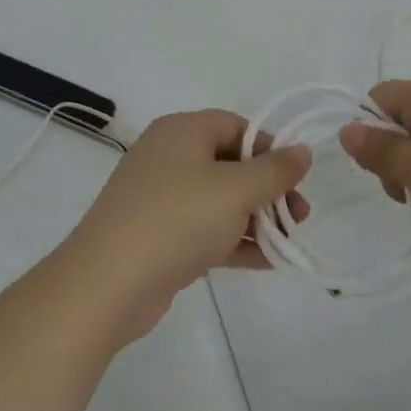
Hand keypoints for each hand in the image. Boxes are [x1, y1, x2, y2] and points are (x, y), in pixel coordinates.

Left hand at [66, 110, 309, 340]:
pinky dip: (234, 240)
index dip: (270, 148)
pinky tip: (268, 261)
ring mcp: (160, 198)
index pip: (236, 126)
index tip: (296, 177)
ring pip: (219, 200)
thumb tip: (303, 151)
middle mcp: (168, 157)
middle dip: (268, 189)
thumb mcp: (236, 190)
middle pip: (230, 163)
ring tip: (288, 241)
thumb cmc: (178, 219)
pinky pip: (205, 229)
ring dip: (256, 218)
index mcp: (182, 131)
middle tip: (299, 215)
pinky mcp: (157, 236)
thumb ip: (275, 170)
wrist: (107, 284)